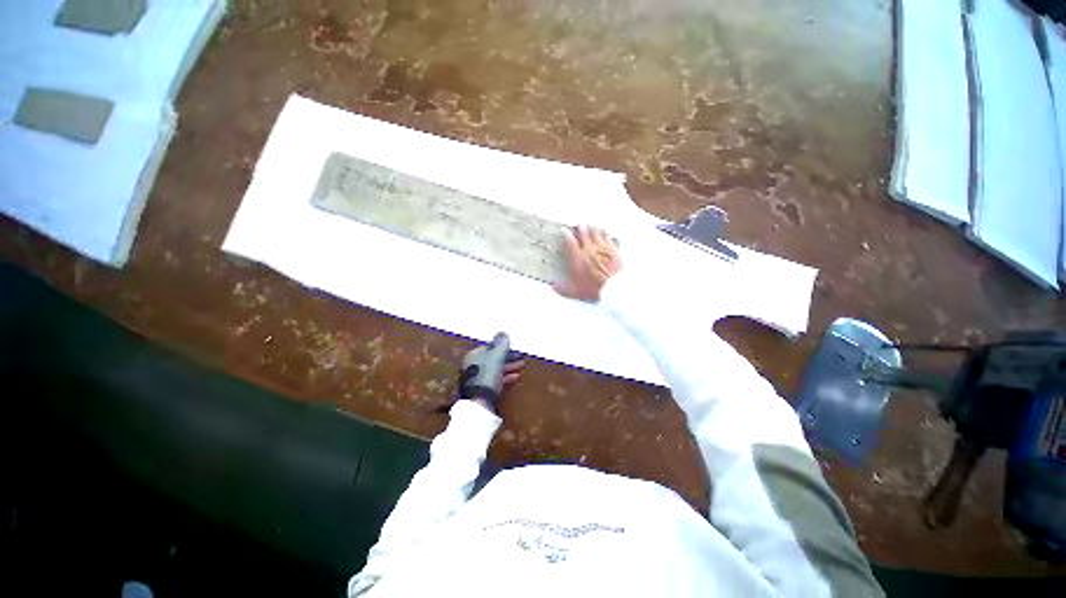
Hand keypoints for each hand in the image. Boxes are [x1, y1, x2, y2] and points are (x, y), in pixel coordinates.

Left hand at [459, 332, 525, 412]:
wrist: (480, 401)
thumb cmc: (488, 374)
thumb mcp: (496, 356)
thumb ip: (501, 344)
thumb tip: (503, 332)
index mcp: (474, 354)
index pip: (490, 347)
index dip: (503, 347)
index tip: (515, 349)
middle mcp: (474, 364)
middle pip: (493, 358)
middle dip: (508, 358)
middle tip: (521, 358)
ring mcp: (477, 377)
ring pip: (496, 369)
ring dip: (509, 367)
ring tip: (522, 366)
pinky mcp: (482, 388)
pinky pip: (496, 379)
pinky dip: (505, 376)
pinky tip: (515, 377)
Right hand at [553, 225, 621, 301]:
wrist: (612, 288)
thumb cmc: (593, 289)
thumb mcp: (574, 292)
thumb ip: (562, 288)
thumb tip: (553, 286)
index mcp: (577, 258)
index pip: (569, 242)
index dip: (566, 234)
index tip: (563, 230)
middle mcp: (589, 250)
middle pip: (584, 234)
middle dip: (580, 228)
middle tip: (579, 225)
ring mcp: (602, 249)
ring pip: (597, 234)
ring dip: (593, 229)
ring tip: (591, 226)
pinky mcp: (613, 251)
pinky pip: (609, 238)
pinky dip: (606, 234)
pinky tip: (605, 233)